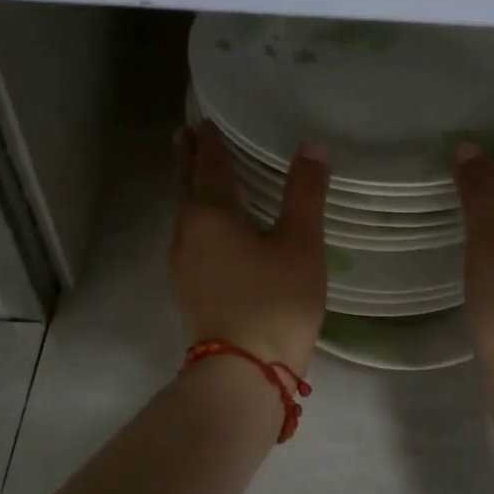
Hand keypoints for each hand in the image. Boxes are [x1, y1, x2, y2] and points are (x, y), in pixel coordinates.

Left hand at [170, 120, 328, 374]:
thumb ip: (305, 193)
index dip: (209, 142)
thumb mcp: (300, 243)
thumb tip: (311, 147)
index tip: (203, 121)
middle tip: (185, 135)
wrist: (244, 372)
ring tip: (195, 173)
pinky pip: (187, 238)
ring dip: (188, 189)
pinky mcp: (187, 290)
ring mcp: (182, 265)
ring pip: (183, 215)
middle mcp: (187, 233)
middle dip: (187, 160)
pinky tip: (206, 230)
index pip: (208, 167)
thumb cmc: (274, 300)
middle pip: (186, 187)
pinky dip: (194, 218)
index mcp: (211, 215)